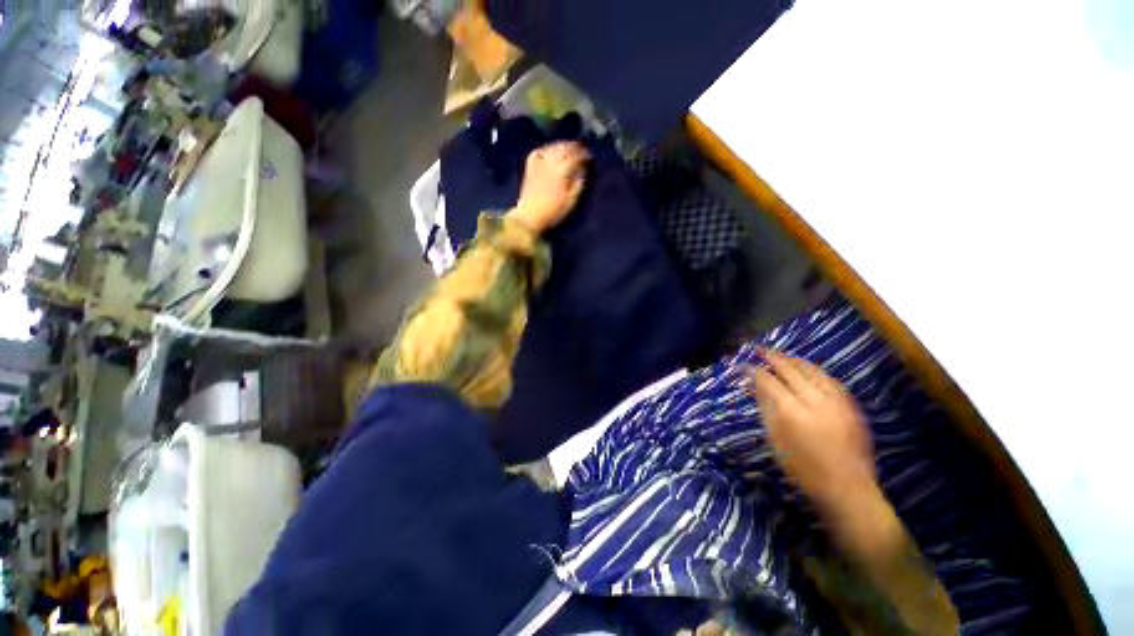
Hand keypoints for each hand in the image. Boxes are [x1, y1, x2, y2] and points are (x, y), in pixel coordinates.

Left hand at [509, 142, 588, 233]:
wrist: (529, 216)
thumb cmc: (552, 212)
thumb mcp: (570, 202)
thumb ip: (578, 184)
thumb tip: (582, 172)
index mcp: (562, 172)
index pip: (575, 157)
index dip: (584, 155)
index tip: (589, 157)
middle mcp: (550, 164)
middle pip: (564, 149)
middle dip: (574, 147)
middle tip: (581, 150)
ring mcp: (539, 164)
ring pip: (552, 148)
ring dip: (562, 146)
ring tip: (568, 148)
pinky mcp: (530, 168)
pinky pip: (538, 152)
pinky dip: (546, 149)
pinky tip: (550, 151)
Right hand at [748, 348, 875, 518]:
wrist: (848, 489)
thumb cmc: (803, 469)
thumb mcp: (776, 440)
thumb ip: (765, 408)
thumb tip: (753, 385)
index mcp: (793, 412)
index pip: (769, 381)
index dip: (754, 371)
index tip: (743, 365)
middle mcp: (816, 400)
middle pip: (791, 370)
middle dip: (772, 357)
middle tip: (758, 349)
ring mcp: (837, 401)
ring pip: (812, 370)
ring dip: (793, 360)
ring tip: (779, 355)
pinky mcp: (851, 405)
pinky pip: (828, 378)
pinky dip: (813, 369)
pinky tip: (805, 368)